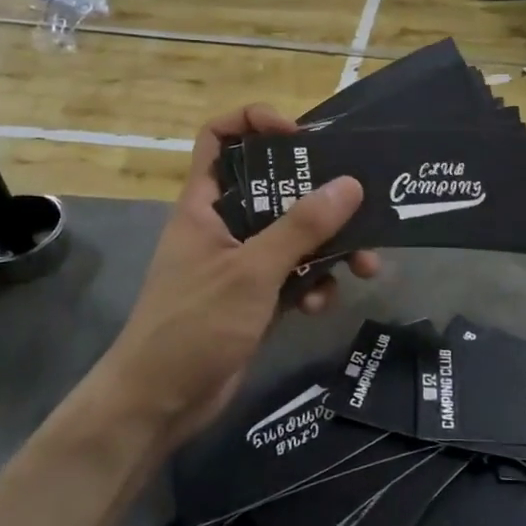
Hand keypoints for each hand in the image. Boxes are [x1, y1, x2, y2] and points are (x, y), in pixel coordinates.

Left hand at [97, 104, 379, 443]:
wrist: (160, 402)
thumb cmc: (194, 324)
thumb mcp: (251, 271)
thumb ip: (301, 228)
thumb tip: (350, 184)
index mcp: (206, 204)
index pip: (220, 138)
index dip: (255, 124)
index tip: (300, 136)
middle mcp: (224, 225)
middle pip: (275, 188)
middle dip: (320, 199)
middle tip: (360, 204)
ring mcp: (241, 263)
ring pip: (294, 237)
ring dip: (331, 249)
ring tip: (365, 266)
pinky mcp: (257, 297)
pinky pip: (295, 276)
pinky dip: (313, 285)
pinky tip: (320, 305)